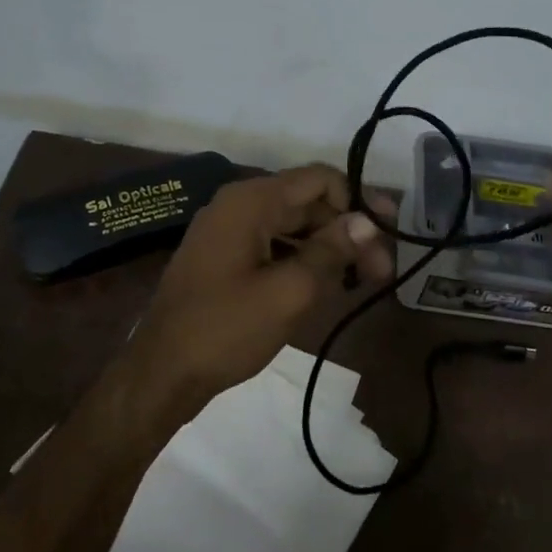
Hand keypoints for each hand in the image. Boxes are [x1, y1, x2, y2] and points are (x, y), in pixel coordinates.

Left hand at [116, 165, 393, 425]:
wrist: (162, 373)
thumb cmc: (226, 329)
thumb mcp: (289, 292)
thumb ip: (331, 251)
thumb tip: (368, 222)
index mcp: (251, 201)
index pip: (319, 179)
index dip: (359, 200)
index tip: (389, 231)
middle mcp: (238, 205)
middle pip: (308, 203)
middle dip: (347, 231)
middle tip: (382, 271)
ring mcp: (228, 232)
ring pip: (293, 227)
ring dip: (328, 249)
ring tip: (361, 282)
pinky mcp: (225, 258)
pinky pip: (273, 246)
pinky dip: (302, 261)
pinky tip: (326, 286)